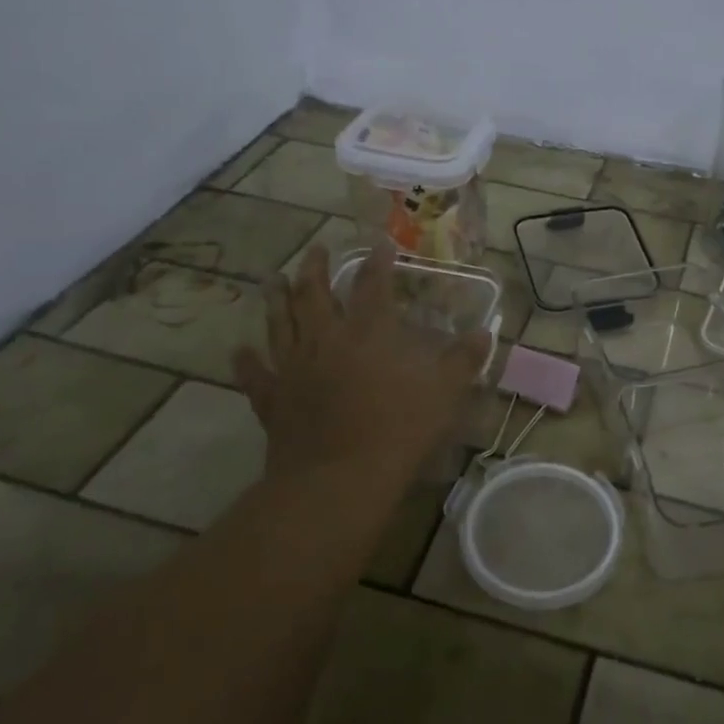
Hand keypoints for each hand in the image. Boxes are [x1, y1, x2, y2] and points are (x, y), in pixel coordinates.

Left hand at [232, 241, 492, 490]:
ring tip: (272, 278)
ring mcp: (294, 369)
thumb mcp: (444, 393)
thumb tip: (484, 333)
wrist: (337, 480)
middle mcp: (325, 341)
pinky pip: (256, 375)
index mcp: (367, 334)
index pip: (373, 285)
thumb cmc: (397, 431)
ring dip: (276, 299)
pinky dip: (246, 361)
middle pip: (315, 295)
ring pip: (280, 324)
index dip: (378, 262)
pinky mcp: (273, 400)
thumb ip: (464, 360)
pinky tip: (239, 350)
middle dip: (315, 268)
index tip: (380, 243)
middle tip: (315, 249)